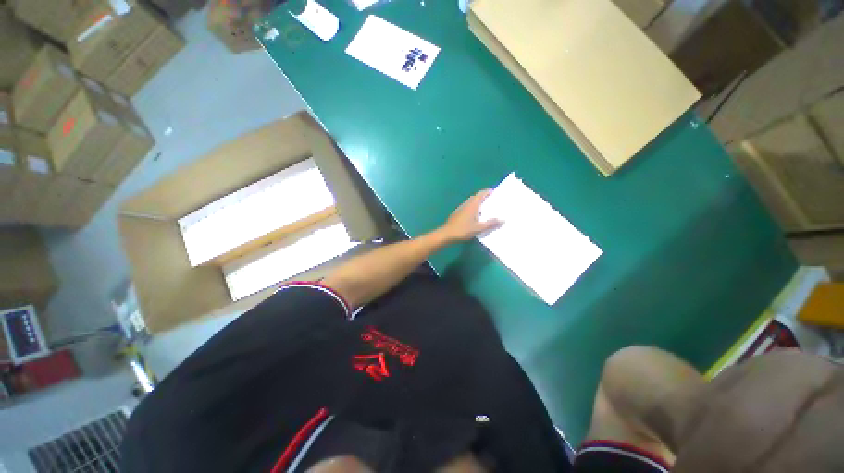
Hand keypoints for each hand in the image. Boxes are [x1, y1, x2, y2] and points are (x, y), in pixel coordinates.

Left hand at [438, 190, 501, 241]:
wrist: (447, 234)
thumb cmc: (463, 230)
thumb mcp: (479, 228)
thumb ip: (491, 223)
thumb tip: (503, 219)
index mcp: (472, 205)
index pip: (480, 194)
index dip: (487, 192)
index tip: (494, 192)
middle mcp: (466, 204)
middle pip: (475, 197)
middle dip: (483, 197)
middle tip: (491, 201)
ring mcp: (460, 208)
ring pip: (470, 202)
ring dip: (477, 203)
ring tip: (485, 208)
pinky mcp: (457, 213)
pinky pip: (467, 207)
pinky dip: (473, 208)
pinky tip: (475, 216)